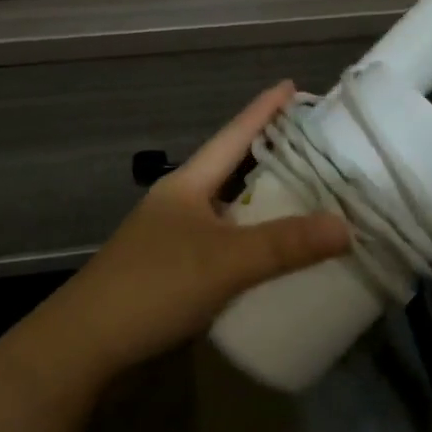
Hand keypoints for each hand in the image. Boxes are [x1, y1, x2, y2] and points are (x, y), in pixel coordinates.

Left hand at [43, 81, 350, 381]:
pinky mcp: (175, 273)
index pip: (233, 135)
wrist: (85, 346)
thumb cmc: (153, 286)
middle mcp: (181, 204)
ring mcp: (175, 239)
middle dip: (271, 156)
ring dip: (264, 205)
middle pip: (232, 170)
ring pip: (230, 210)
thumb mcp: (224, 261)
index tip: (293, 85)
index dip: (263, 110)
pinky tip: (276, 257)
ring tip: (308, 198)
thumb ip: (284, 244)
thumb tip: (346, 226)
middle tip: (316, 147)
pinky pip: (226, 246)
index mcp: (187, 185)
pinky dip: (253, 244)